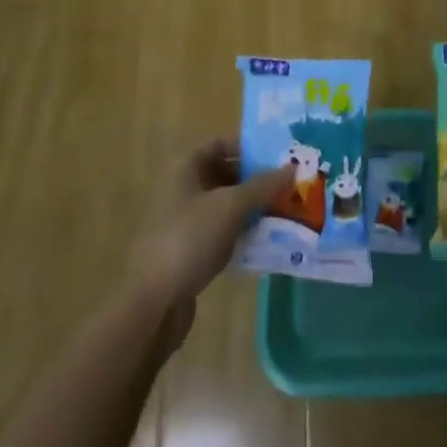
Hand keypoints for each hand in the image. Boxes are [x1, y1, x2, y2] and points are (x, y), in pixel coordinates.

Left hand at [130, 138, 293, 342]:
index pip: (219, 144)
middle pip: (224, 173)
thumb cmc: (189, 239)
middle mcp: (182, 189)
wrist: (153, 303)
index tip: (278, 156)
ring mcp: (184, 221)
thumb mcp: (230, 206)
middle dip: (255, 179)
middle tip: (289, 184)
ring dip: (252, 207)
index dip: (247, 146)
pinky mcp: (189, 250)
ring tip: (286, 209)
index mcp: (185, 169)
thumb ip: (262, 185)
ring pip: (225, 205)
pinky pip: (221, 231)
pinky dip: (242, 231)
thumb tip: (293, 167)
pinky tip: (266, 239)